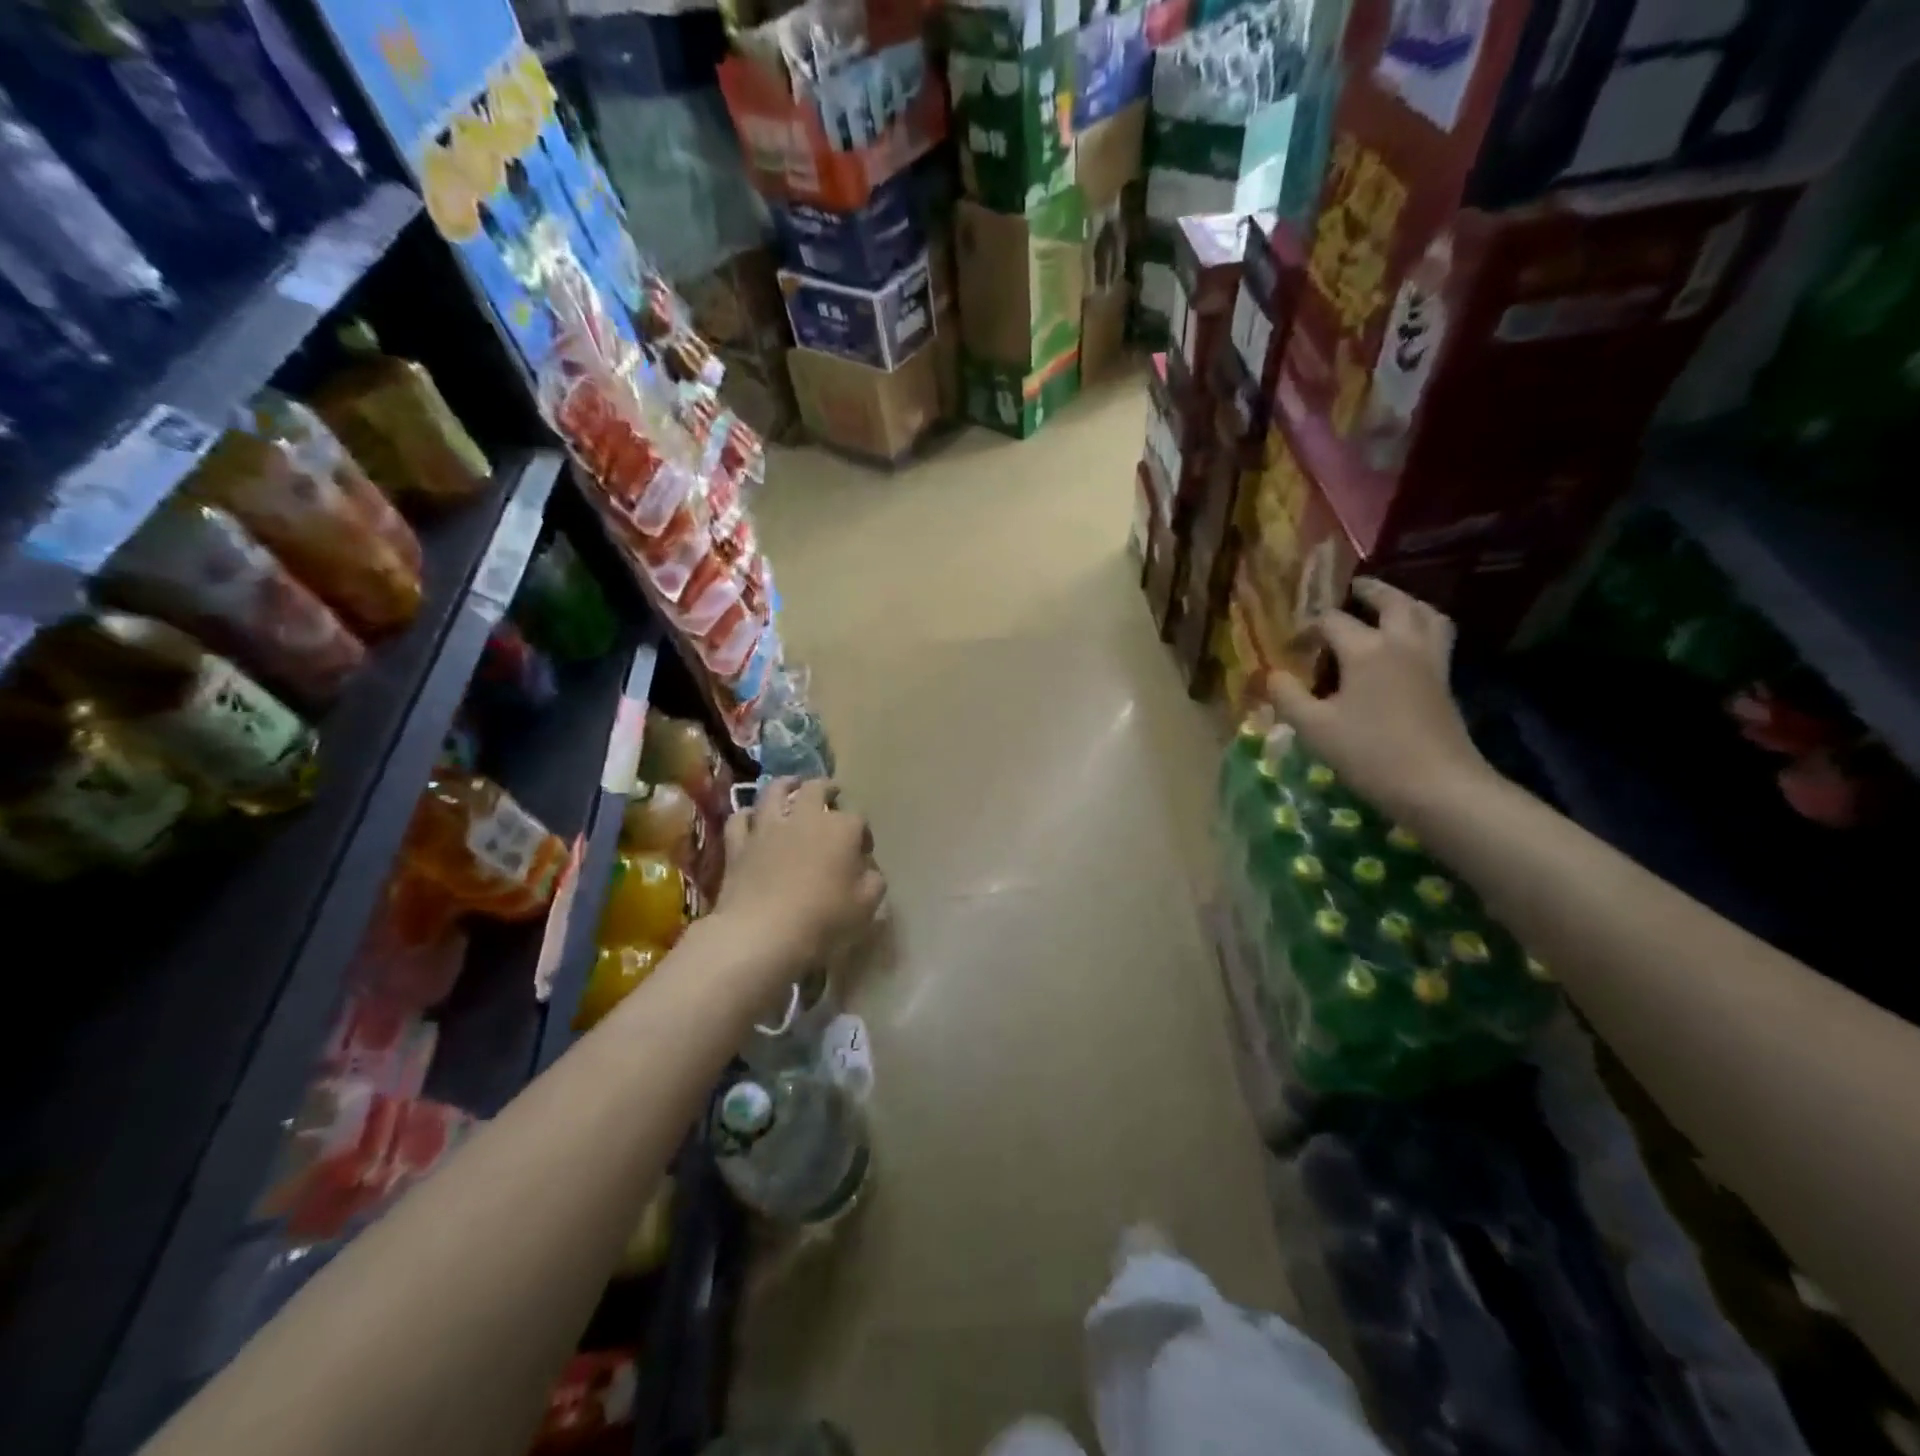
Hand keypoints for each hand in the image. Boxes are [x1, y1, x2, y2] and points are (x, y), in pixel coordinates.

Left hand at [715, 778, 884, 978]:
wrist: (762, 932)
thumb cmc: (822, 918)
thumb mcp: (865, 906)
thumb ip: (873, 882)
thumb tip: (869, 871)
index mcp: (841, 829)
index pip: (858, 820)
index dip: (863, 834)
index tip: (864, 851)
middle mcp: (805, 818)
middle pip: (816, 789)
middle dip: (827, 789)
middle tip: (831, 793)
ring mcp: (768, 828)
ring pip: (774, 791)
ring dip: (785, 785)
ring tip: (791, 785)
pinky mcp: (738, 844)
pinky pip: (740, 819)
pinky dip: (747, 815)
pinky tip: (751, 818)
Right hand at [1268, 579, 1495, 824]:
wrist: (1438, 786)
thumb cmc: (1369, 753)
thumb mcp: (1314, 728)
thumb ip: (1288, 696)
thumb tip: (1271, 675)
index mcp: (1366, 649)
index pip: (1332, 621)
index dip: (1307, 628)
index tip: (1291, 645)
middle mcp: (1401, 644)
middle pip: (1391, 602)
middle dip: (1370, 591)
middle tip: (1353, 588)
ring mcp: (1430, 661)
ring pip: (1425, 614)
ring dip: (1406, 603)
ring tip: (1389, 607)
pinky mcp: (1445, 682)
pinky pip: (1436, 636)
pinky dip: (1421, 626)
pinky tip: (1406, 645)